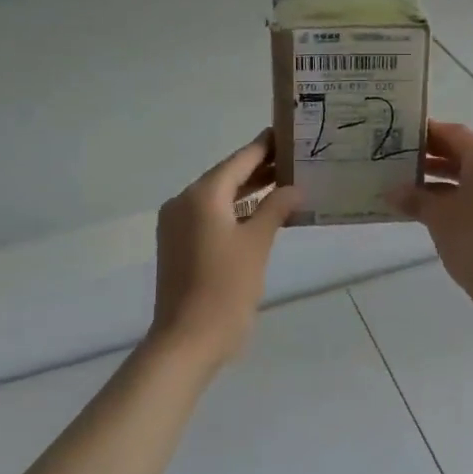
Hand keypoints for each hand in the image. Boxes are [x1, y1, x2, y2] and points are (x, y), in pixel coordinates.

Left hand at [149, 131, 299, 370]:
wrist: (187, 340)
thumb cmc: (225, 288)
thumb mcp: (257, 244)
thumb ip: (275, 209)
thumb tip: (294, 188)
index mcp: (202, 195)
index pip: (239, 160)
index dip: (264, 146)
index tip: (287, 133)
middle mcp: (184, 202)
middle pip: (227, 176)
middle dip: (259, 168)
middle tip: (295, 159)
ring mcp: (177, 224)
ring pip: (219, 197)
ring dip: (248, 191)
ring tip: (285, 183)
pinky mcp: (178, 244)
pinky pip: (210, 216)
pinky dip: (235, 211)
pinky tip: (261, 213)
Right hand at [388, 120, 472, 298]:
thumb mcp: (438, 215)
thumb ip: (415, 198)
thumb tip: (393, 192)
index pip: (453, 133)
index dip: (427, 133)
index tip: (401, 137)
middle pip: (463, 154)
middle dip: (432, 158)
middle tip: (399, 163)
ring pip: (471, 177)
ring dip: (442, 181)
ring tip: (409, 189)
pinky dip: (456, 198)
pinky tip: (431, 212)